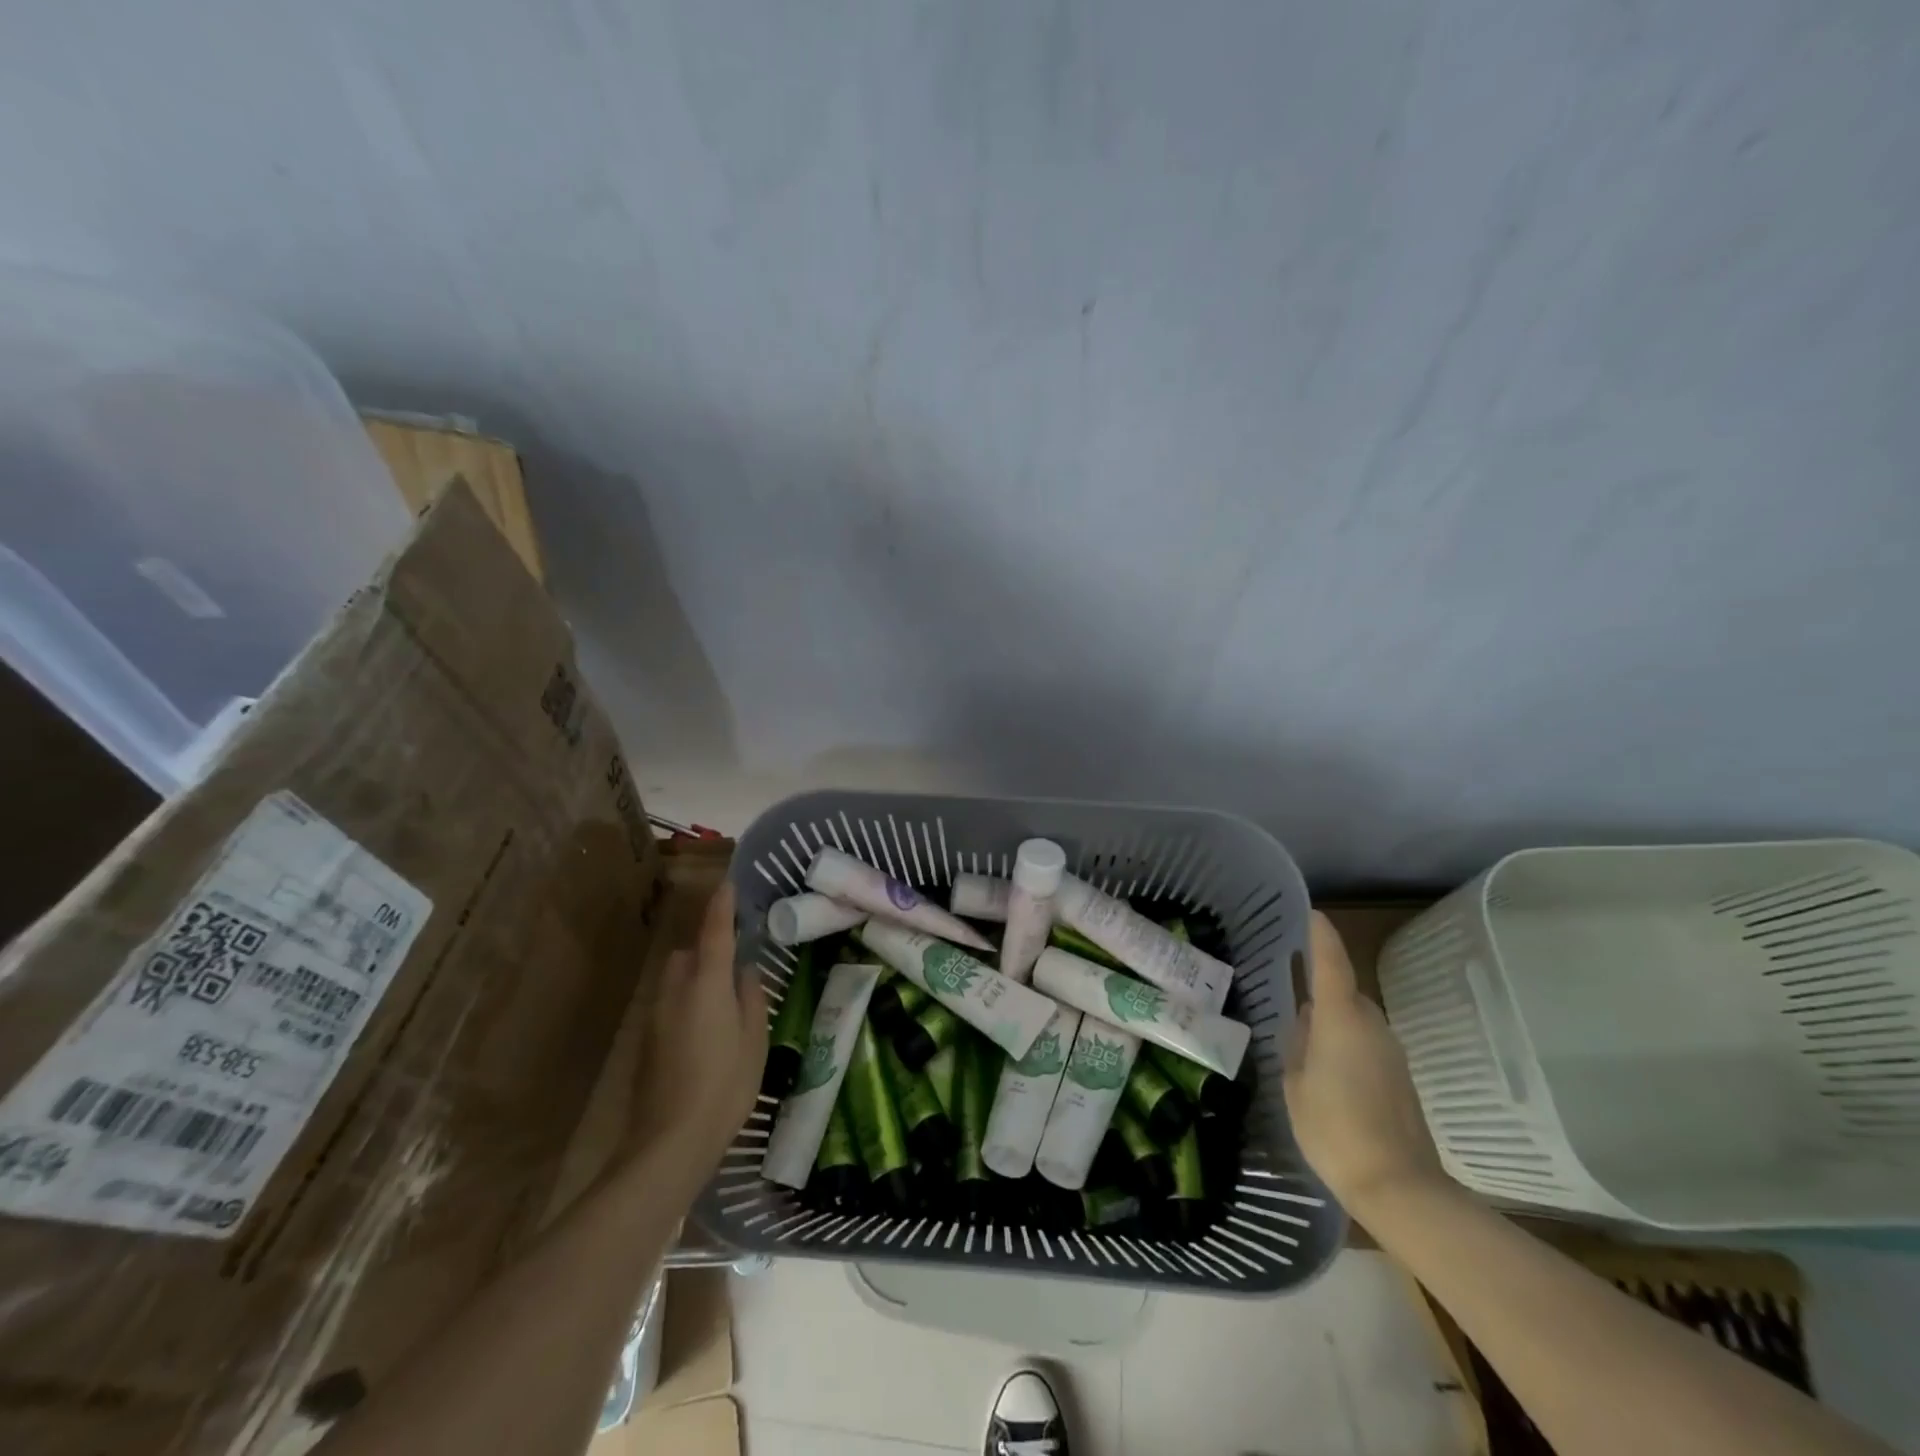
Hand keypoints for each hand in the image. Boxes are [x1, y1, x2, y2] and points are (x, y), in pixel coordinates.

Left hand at [623, 881, 767, 1190]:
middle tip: (736, 965)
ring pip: (677, 977)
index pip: (714, 932)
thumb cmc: (723, 1087)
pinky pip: (671, 1001)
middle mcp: (676, 990)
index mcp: (706, 984)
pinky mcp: (647, 1039)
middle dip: (708, 948)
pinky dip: (687, 999)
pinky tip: (706, 1030)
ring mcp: (657, 1015)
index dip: (722, 906)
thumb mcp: (754, 1040)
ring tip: (723, 1001)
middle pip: (689, 953)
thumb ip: (751, 997)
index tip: (729, 883)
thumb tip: (745, 971)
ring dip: (697, 974)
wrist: (668, 1143)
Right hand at [1283, 912, 1444, 1220]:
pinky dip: (1346, 1040)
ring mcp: (1390, 1050)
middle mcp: (1370, 1024)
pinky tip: (1327, 1067)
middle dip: (1319, 984)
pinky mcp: (1399, 1074)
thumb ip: (1297, 1044)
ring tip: (1302, 1034)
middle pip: (1344, 989)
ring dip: (1332, 1017)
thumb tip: (1304, 1020)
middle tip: (1287, 986)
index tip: (1310, 912)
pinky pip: (1366, 1040)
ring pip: (1355, 1017)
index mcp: (1340, 1019)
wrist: (1400, 1187)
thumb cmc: (1334, 1129)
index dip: (1320, 934)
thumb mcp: (1296, 1084)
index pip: (1332, 962)